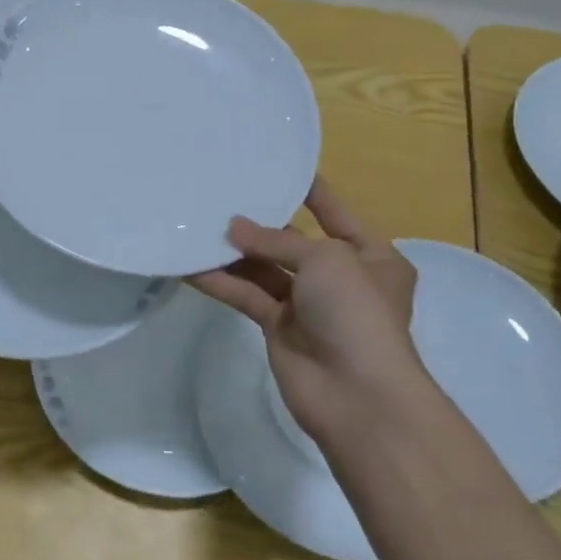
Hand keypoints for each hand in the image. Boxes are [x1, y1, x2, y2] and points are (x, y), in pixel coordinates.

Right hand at [190, 177, 431, 445]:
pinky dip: (222, 283)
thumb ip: (276, 240)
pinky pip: (247, 296)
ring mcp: (307, 305)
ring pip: (264, 269)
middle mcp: (339, 276)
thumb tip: (233, 228)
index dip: (307, 190)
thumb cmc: (356, 312)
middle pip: (292, 241)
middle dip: (259, 223)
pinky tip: (190, 265)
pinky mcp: (279, 328)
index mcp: (370, 255)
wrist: (357, 394)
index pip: (334, 212)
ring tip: (196, 225)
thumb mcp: (325, 259)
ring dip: (234, 253)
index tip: (275, 165)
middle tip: (220, 195)